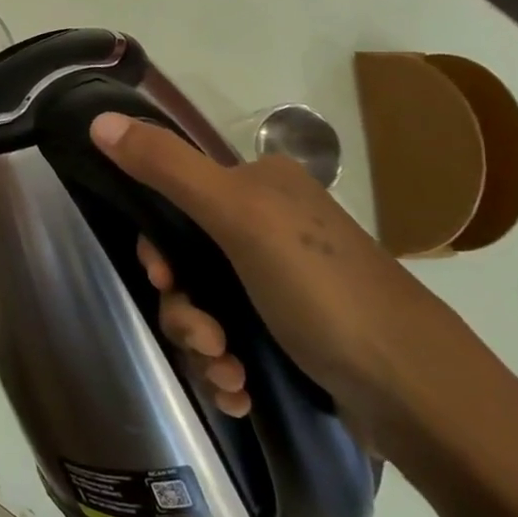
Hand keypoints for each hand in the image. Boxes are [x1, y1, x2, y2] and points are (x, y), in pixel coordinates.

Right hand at [91, 111, 517, 516]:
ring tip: (230, 376)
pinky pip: (230, 342)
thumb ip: (167, 168)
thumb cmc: (325, 292)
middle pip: (184, 262)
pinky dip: (225, 369)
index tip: (162, 277)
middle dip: (183, 309)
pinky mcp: (292, 334)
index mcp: (260, 186)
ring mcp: (281, 283)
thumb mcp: (239, 218)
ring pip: (203, 307)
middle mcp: (269, 226)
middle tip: (206, 339)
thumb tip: (96, 119)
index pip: (174, 200)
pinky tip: (240, 394)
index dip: (157, 244)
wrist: (421, 398)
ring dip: (201, 346)